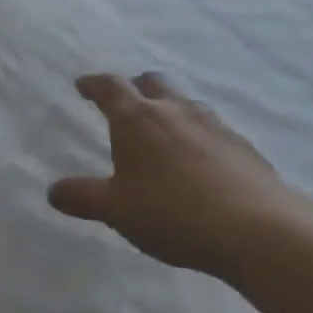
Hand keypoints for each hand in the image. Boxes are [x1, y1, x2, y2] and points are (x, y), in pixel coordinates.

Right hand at [47, 72, 306, 278]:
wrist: (259, 231)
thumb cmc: (172, 212)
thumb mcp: (116, 210)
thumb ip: (83, 197)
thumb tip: (53, 191)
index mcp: (136, 118)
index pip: (109, 87)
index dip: (93, 84)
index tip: (83, 85)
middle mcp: (174, 110)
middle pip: (152, 82)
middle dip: (135, 87)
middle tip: (126, 102)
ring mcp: (214, 125)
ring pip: (186, 103)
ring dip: (170, 108)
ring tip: (164, 131)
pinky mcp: (244, 147)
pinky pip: (213, 129)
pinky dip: (198, 135)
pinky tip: (200, 161)